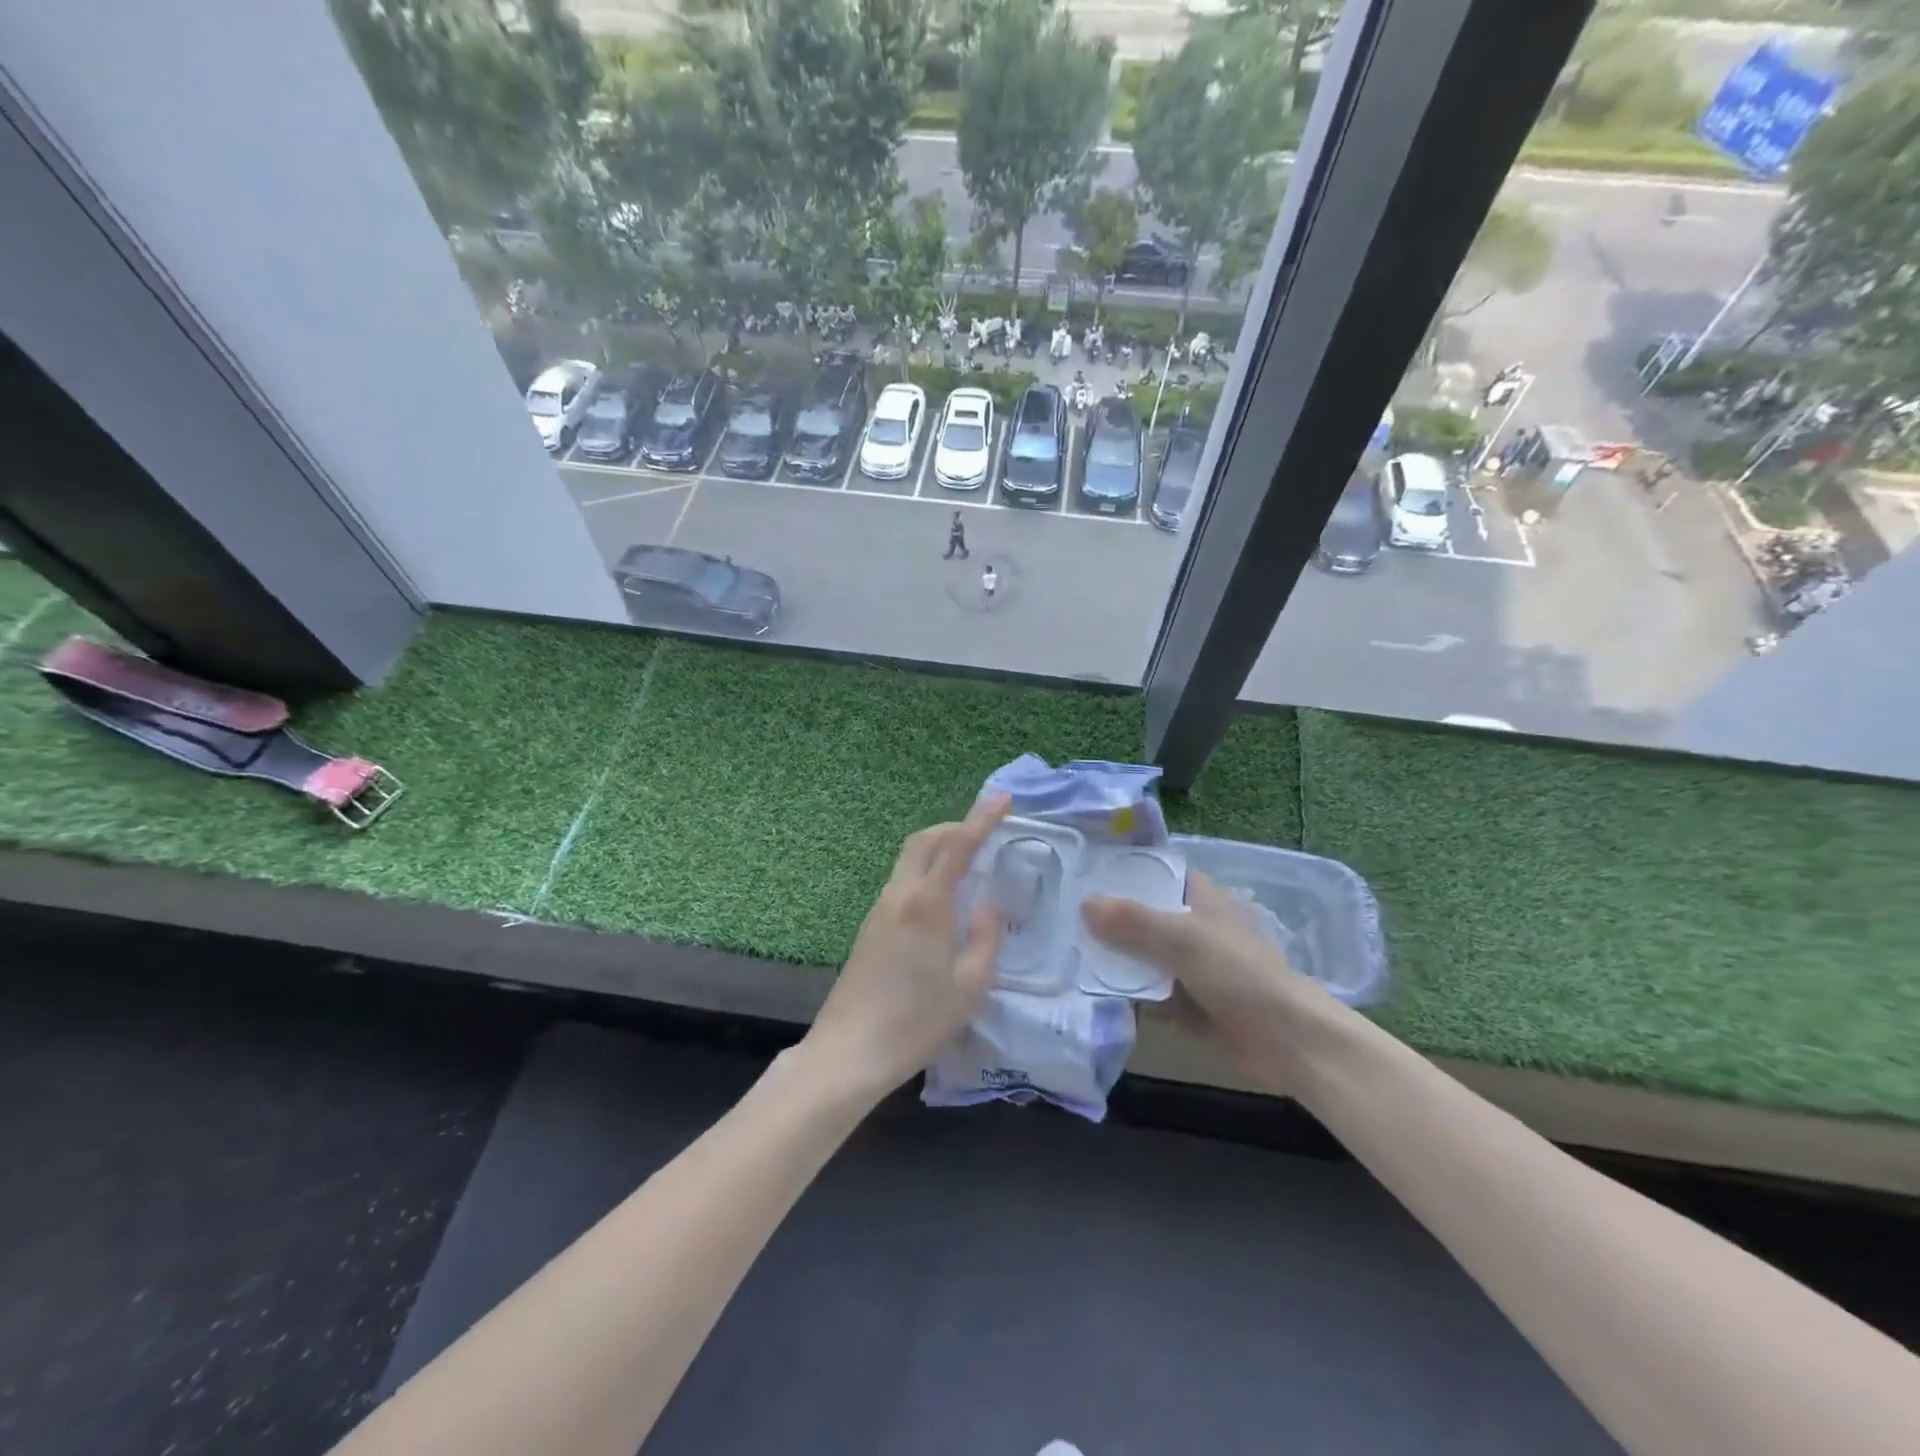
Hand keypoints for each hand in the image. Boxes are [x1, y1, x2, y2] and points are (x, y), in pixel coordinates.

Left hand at [801, 794, 1010, 1098]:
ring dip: (938, 849)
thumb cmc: (917, 1021)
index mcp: (928, 904)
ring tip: (968, 864)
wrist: (849, 1051)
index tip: (1003, 798)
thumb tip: (989, 905)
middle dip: (954, 827)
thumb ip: (985, 938)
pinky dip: (925, 872)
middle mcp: (899, 896)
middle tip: (984, 832)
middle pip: (923, 841)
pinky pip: (902, 882)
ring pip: (909, 860)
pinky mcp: (869, 927)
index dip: (982, 818)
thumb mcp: (970, 986)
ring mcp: (879, 910)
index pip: (958, 846)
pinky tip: (942, 900)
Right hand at [1081, 870, 1340, 1093]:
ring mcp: (1189, 966)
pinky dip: (1124, 991)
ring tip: (1063, 951)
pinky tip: (1087, 990)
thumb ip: (1132, 921)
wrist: (1286, 1041)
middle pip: (1142, 915)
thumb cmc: (1239, 974)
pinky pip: (1146, 991)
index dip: (1123, 871)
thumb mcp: (1182, 939)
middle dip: (1107, 918)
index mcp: (1199, 898)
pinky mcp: (1186, 1002)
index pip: (1156, 872)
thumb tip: (1084, 904)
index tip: (1080, 872)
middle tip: (1058, 915)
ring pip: (1141, 955)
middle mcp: (1192, 926)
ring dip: (1112, 957)